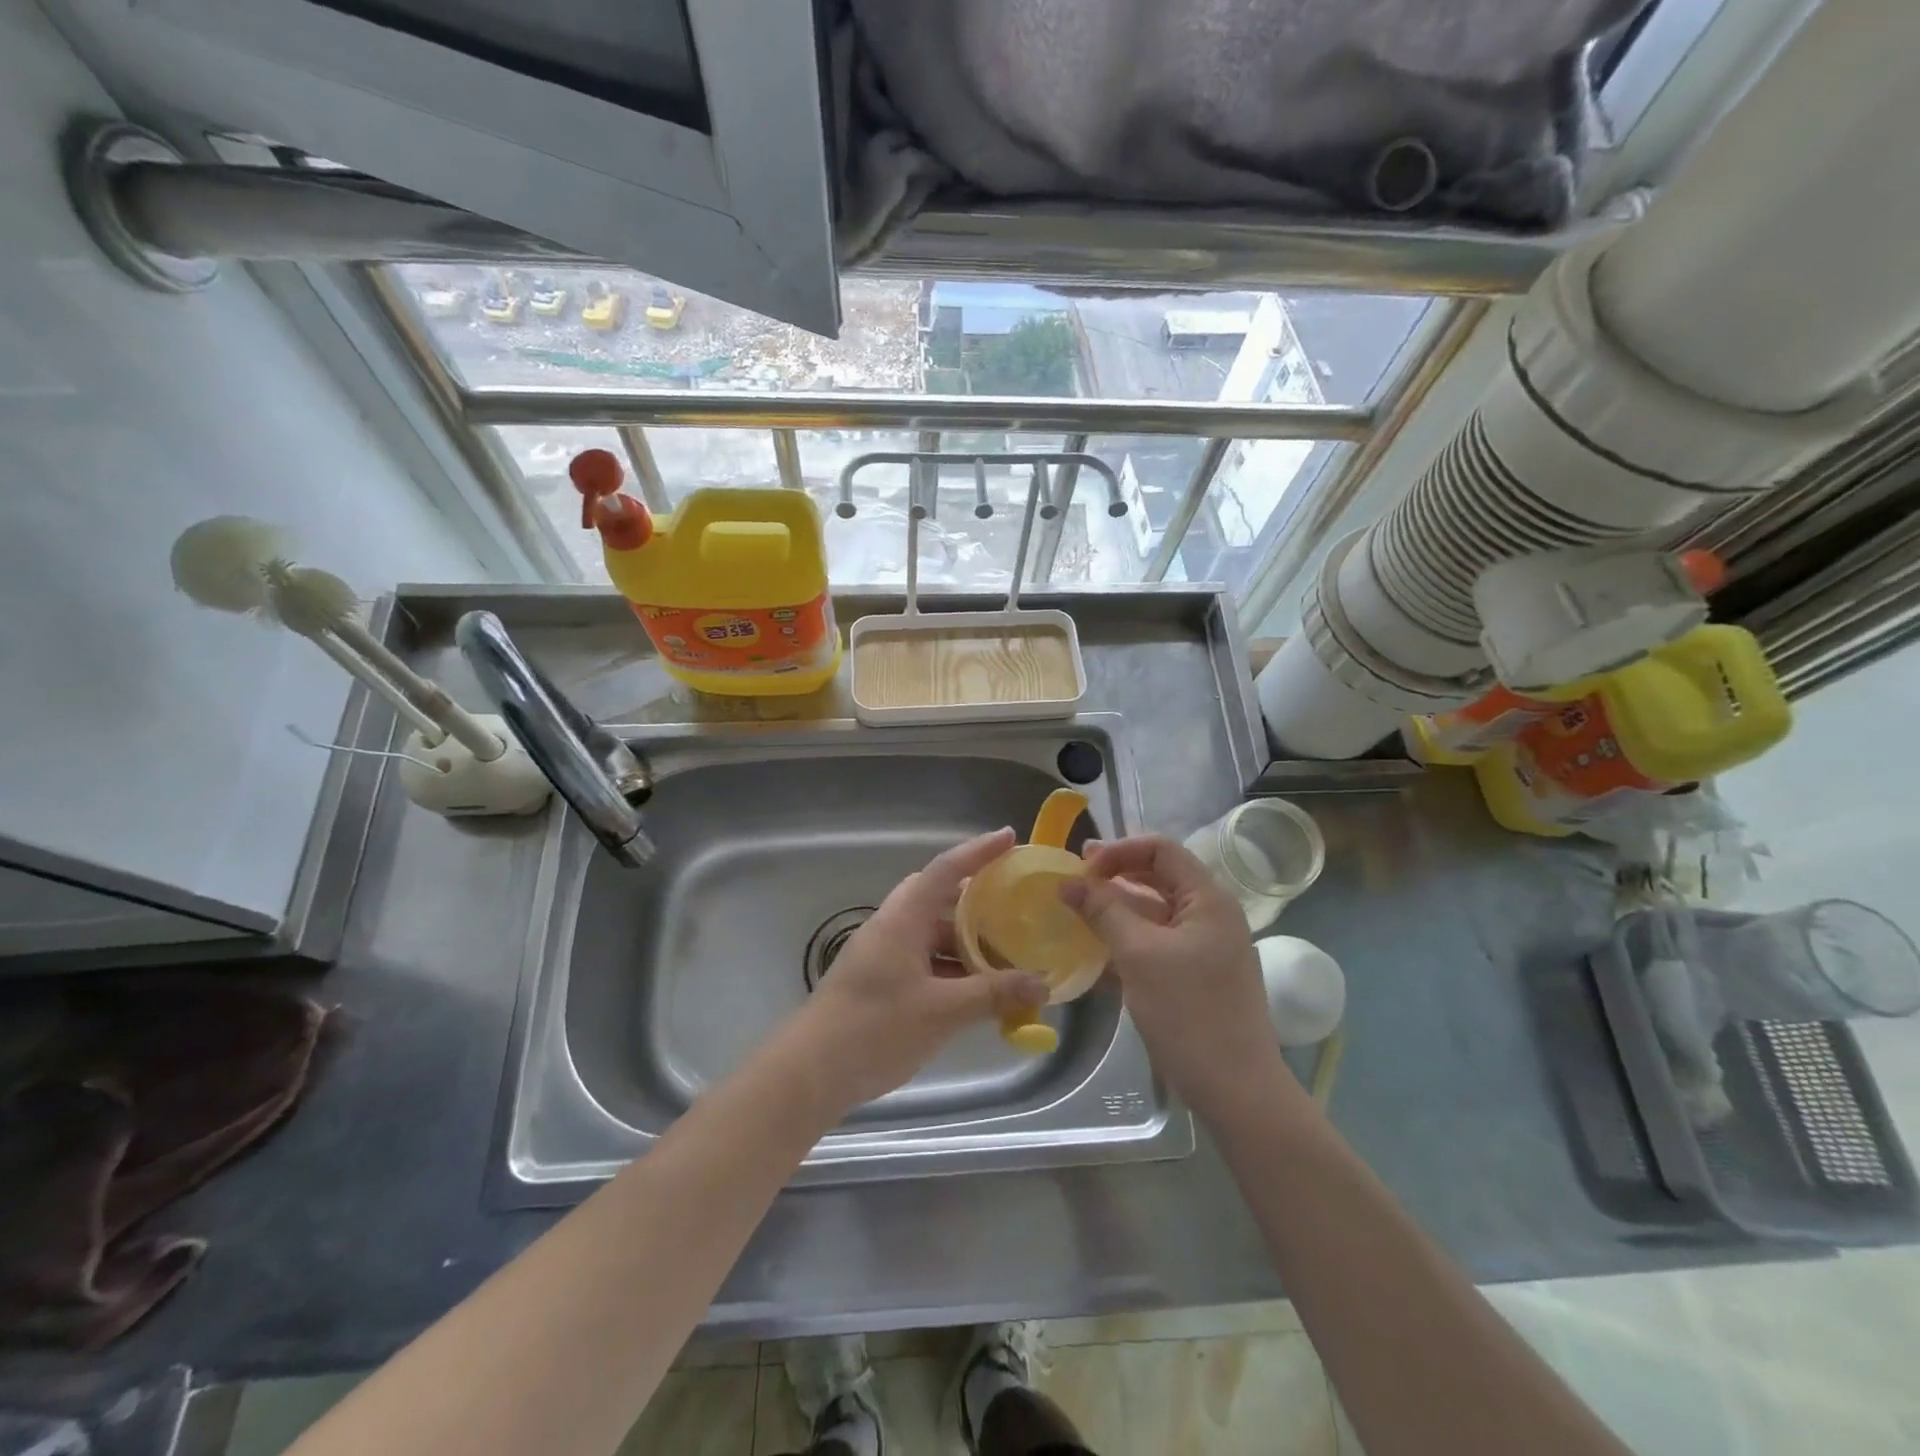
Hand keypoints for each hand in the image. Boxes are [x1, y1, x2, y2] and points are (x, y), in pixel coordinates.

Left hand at [794, 828, 1048, 1110]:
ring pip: (932, 934)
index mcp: (903, 919)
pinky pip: (924, 961)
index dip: (978, 851)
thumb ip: (992, 995)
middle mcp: (893, 928)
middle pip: (938, 898)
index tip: (1009, 837)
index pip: (945, 870)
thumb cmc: (875, 1028)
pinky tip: (977, 992)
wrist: (810, 1072)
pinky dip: (952, 969)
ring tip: (1006, 957)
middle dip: (976, 900)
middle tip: (1012, 906)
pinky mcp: (881, 982)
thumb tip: (1041, 984)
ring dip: (966, 942)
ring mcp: (884, 955)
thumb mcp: (941, 1011)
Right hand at [1061, 835, 1281, 1118]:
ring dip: (1115, 912)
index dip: (1119, 850)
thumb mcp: (1140, 955)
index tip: (1083, 868)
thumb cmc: (1190, 1013)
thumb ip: (1104, 912)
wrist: (1237, 1091)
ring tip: (1074, 917)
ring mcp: (1204, 948)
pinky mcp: (1194, 976)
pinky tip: (1093, 956)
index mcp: (1208, 899)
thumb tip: (1068, 882)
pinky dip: (1125, 943)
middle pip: (1157, 878)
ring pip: (1153, 914)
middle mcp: (1209, 915)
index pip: (1161, 849)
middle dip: (1113, 878)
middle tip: (1071, 884)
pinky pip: (1155, 945)